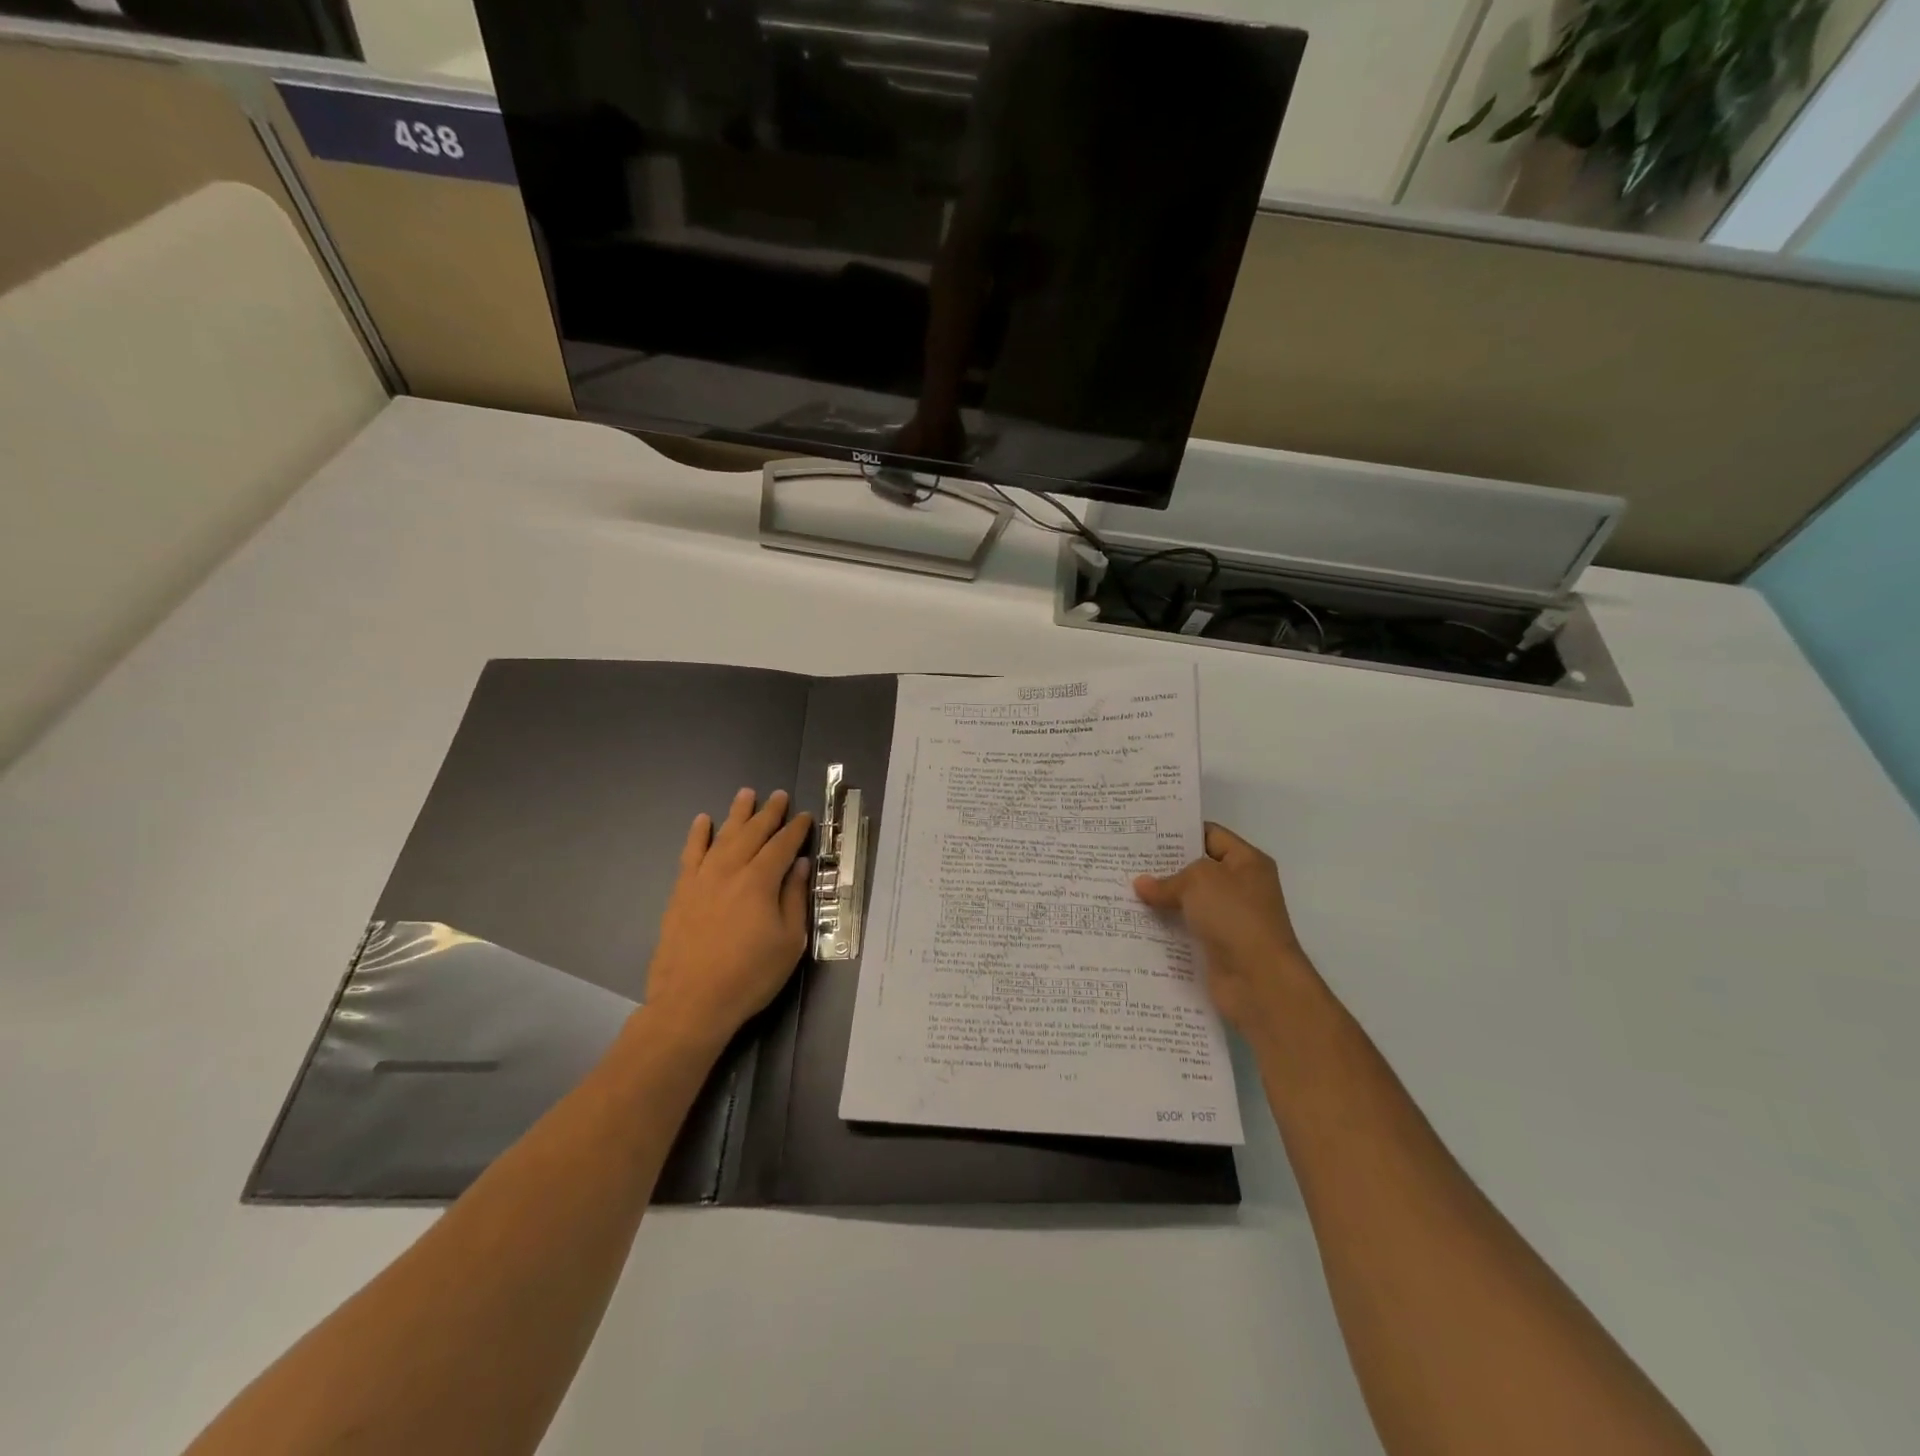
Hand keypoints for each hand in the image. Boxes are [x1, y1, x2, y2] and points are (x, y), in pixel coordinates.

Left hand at [643, 788, 812, 1053]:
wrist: (692, 1002)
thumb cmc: (750, 976)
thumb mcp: (789, 942)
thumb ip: (794, 898)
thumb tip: (798, 865)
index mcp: (760, 881)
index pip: (782, 845)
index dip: (796, 829)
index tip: (805, 816)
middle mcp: (730, 870)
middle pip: (753, 833)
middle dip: (768, 813)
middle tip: (778, 795)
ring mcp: (702, 879)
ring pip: (723, 836)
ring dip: (737, 814)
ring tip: (746, 794)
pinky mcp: (681, 892)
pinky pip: (691, 854)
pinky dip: (698, 835)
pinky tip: (703, 821)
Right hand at [1134, 822, 1315, 1039]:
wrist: (1259, 981)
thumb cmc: (1235, 917)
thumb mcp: (1199, 881)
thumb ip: (1168, 880)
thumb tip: (1142, 884)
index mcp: (1247, 862)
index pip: (1210, 835)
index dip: (1179, 832)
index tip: (1144, 834)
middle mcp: (1241, 887)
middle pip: (1197, 869)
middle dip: (1164, 867)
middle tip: (1126, 860)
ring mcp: (1229, 919)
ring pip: (1188, 902)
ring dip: (1161, 899)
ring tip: (1123, 889)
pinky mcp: (1216, 947)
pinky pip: (1186, 929)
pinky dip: (1165, 926)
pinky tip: (1136, 921)